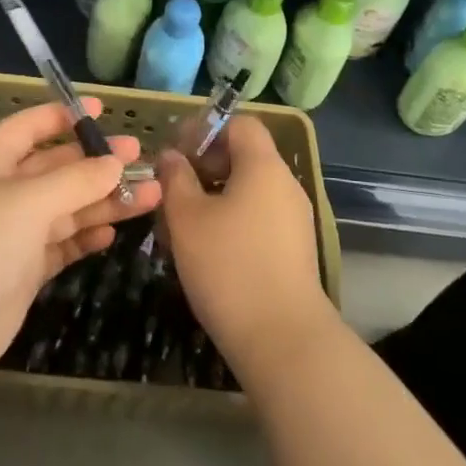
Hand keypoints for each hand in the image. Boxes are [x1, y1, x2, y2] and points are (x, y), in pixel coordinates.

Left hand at [0, 101, 161, 391]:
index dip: (64, 116)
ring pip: (65, 208)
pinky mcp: (21, 273)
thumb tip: (115, 162)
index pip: (30, 127)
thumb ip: (76, 180)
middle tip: (139, 157)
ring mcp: (12, 235)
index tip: (104, 110)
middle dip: (96, 162)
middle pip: (56, 168)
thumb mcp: (29, 201)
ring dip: (103, 201)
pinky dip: (85, 237)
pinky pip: (61, 245)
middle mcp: (2, 192)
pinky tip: (113, 231)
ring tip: (149, 195)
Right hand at [157, 116, 338, 379]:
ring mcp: (294, 220)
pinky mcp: (294, 251)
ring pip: (248, 191)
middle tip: (173, 190)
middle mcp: (285, 185)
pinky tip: (207, 251)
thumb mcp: (187, 218)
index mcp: (263, 166)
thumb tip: (171, 156)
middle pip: (244, 156)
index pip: (239, 123)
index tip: (177, 154)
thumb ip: (175, 178)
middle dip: (205, 166)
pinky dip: (232, 221)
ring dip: (214, 197)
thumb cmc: (229, 267)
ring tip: (182, 225)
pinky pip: (259, 218)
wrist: (284, 341)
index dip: (205, 129)